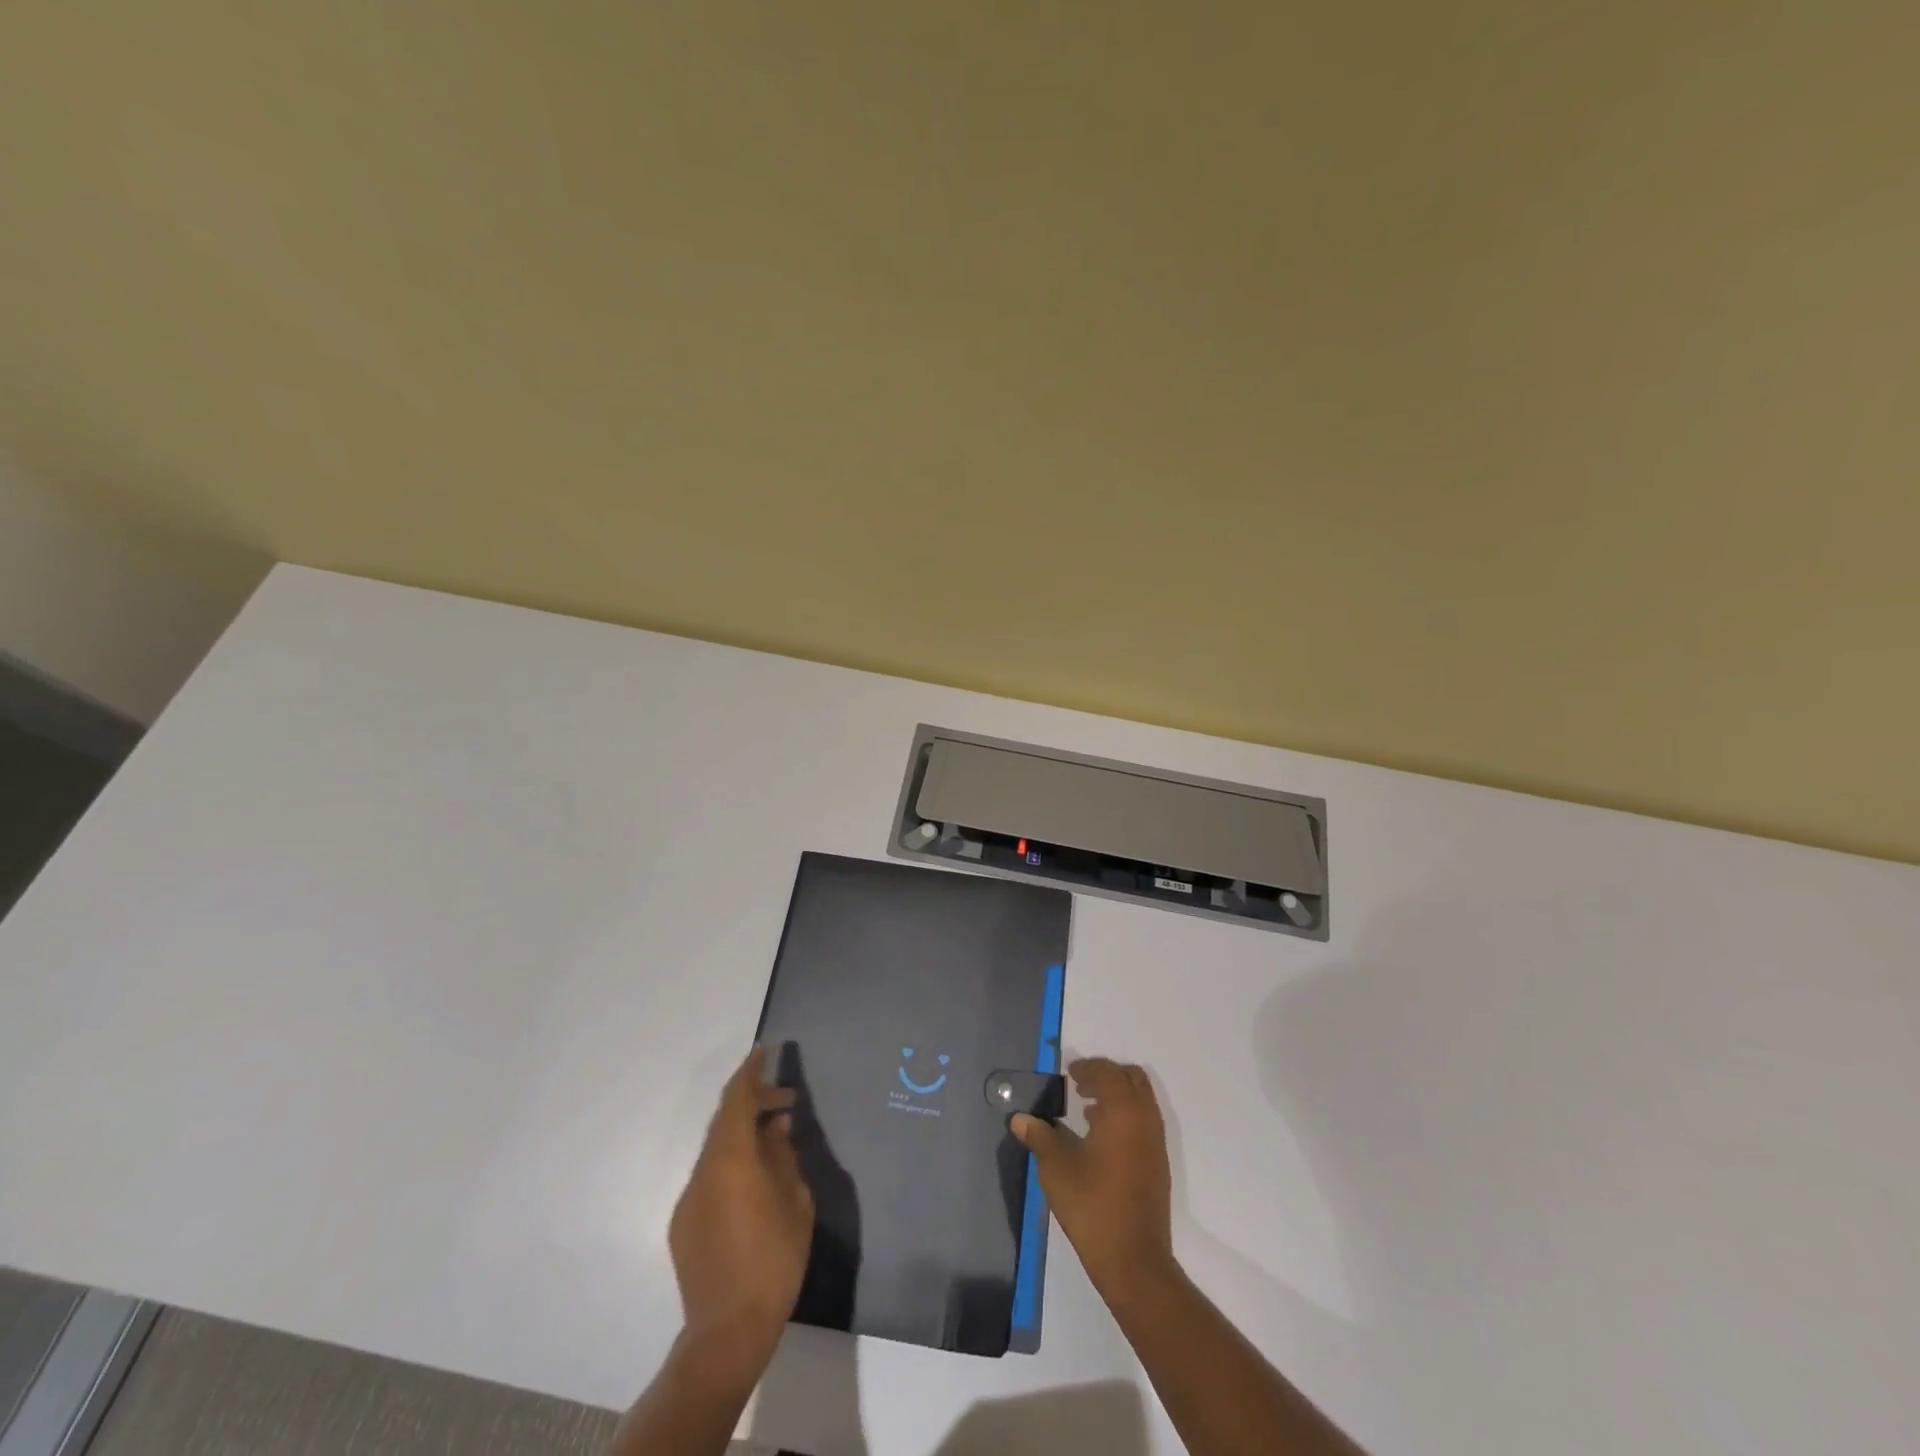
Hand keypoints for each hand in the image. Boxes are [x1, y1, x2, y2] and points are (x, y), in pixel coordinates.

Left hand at [668, 1047, 814, 1374]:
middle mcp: (702, 1172)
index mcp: (730, 1160)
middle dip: (754, 1104)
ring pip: (717, 1150)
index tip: (765, 1051)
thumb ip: (783, 1156)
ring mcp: (688, 1200)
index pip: (736, 1099)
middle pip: (725, 1121)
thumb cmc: (773, 1260)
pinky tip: (755, 1184)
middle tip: (787, 1104)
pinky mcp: (683, 1226)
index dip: (750, 1072)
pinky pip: (710, 1177)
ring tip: (775, 1143)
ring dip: (744, 1136)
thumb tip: (775, 1127)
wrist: (728, 1332)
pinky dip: (732, 1164)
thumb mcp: (794, 1201)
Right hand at [1011, 1056, 1174, 1300]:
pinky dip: (1125, 1117)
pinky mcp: (1158, 1165)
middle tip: (1079, 1086)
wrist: (1134, 1260)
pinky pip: (1144, 1123)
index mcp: (1123, 1111)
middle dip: (1107, 1076)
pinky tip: (1100, 1140)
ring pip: (1141, 1101)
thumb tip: (1020, 1119)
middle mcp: (1145, 1119)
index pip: (1109, 1072)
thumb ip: (1039, 1136)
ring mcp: (1156, 1143)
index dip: (1088, 1067)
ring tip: (1086, 1111)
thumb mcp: (1056, 1168)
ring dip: (1117, 1097)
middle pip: (1132, 1079)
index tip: (1069, 1073)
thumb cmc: (1092, 1205)